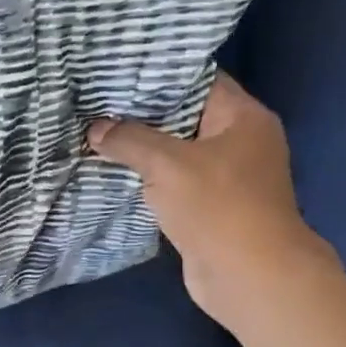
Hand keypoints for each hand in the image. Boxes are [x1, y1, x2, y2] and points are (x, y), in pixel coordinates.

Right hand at [88, 73, 338, 324]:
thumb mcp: (167, 164)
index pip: (198, 79)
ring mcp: (226, 176)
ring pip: (176, 150)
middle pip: (184, 115)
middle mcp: (239, 140)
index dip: (158, 73)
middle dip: (141, 111)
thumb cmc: (217, 206)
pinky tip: (113, 170)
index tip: (117, 70)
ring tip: (97, 131)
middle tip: (97, 101)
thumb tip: (95, 129)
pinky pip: (174, 180)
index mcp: (243, 117)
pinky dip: (148, 176)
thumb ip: (128, 140)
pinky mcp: (210, 206)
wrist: (250, 277)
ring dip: (141, 147)